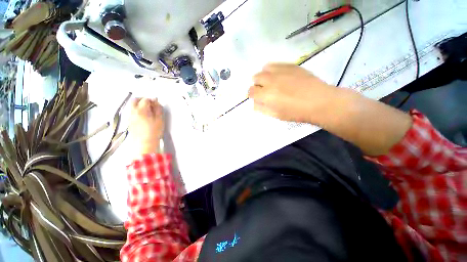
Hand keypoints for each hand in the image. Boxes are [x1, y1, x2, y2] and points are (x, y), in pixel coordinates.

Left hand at [129, 98, 164, 155]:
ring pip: (132, 106)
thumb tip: (156, 102)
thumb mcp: (160, 120)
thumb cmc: (154, 131)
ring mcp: (130, 117)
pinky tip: (144, 117)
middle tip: (150, 104)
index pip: (145, 99)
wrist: (145, 143)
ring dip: (139, 105)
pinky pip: (132, 112)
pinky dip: (137, 111)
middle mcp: (133, 112)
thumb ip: (158, 109)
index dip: (151, 100)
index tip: (156, 104)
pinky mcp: (129, 122)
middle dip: (142, 99)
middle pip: (134, 100)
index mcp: (141, 110)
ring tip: (148, 111)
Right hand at [249, 63, 337, 122]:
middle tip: (265, 90)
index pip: (251, 91)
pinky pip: (275, 64)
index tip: (257, 97)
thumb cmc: (296, 112)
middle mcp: (270, 80)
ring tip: (272, 81)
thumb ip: (262, 109)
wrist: (319, 101)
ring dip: (264, 75)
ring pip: (264, 69)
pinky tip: (280, 75)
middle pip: (255, 78)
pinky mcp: (290, 65)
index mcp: (266, 95)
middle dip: (257, 84)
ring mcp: (280, 71)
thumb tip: (254, 103)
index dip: (252, 94)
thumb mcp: (276, 115)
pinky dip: (273, 69)